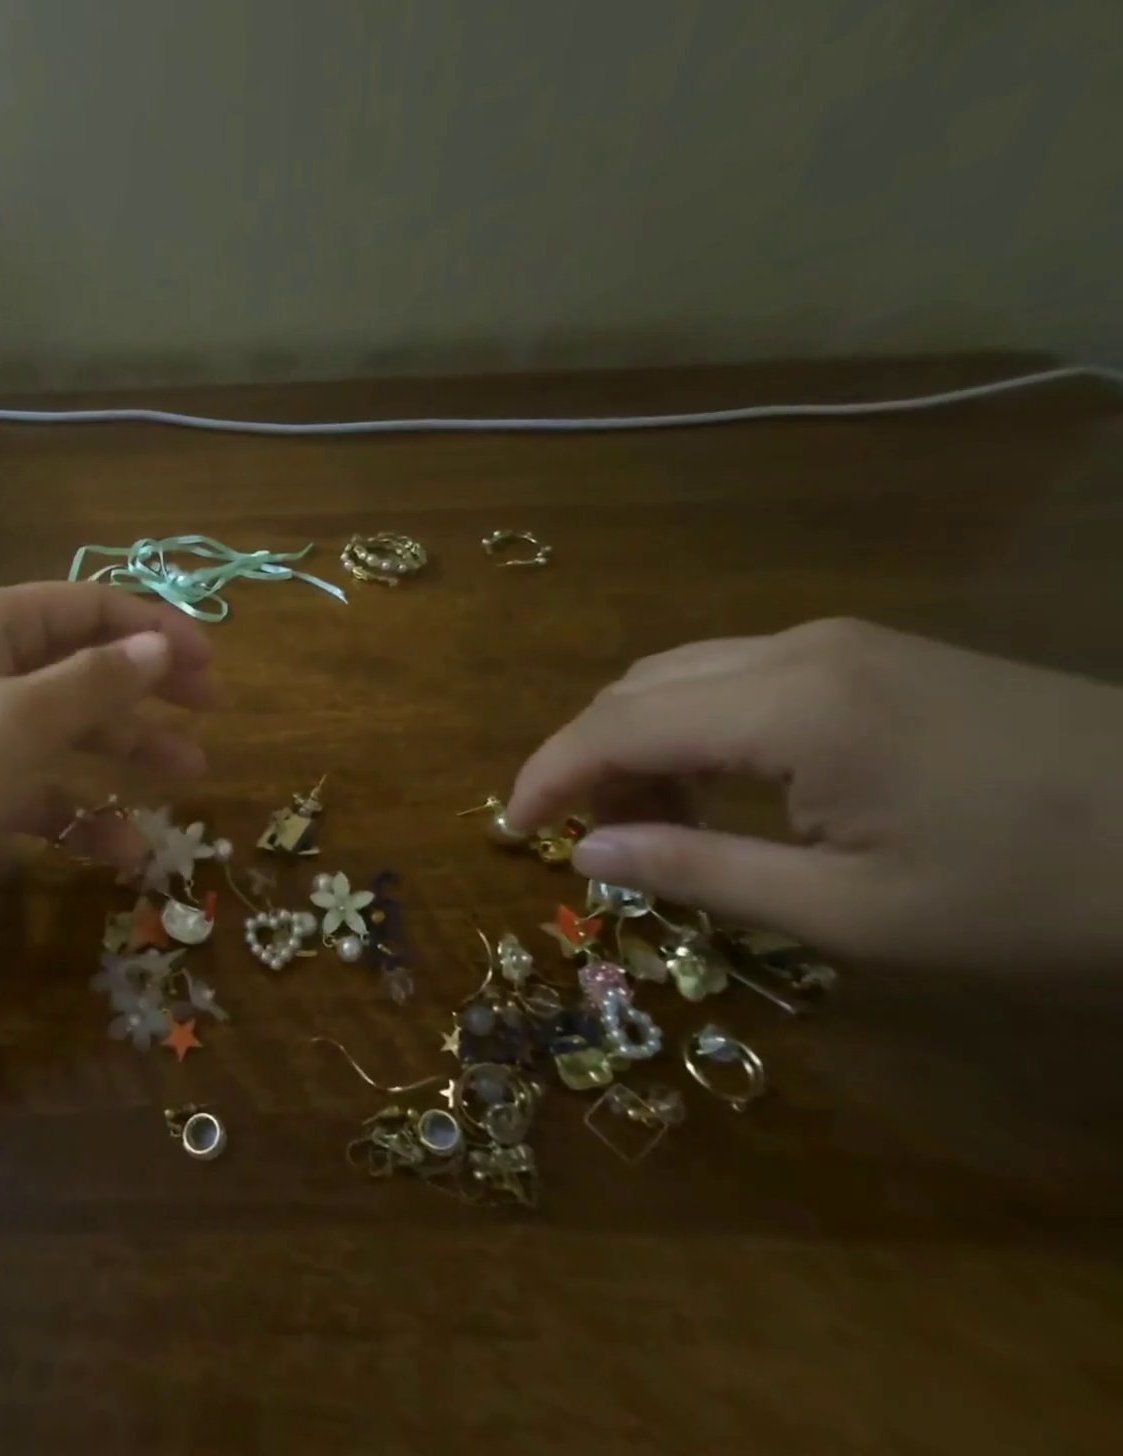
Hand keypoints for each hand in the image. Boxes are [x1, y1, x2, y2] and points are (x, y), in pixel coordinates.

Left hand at [0, 583, 214, 944]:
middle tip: (210, 713)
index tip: (210, 664)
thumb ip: (95, 684)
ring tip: (188, 778)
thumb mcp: (17, 719)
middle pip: (87, 669)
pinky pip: (44, 795)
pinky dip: (83, 817)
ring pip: (72, 735)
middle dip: (150, 690)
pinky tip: (124, 850)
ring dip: (128, 754)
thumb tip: (160, 646)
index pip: (89, 609)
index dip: (155, 629)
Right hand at [506, 619, 1122, 969]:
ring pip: (669, 678)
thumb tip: (583, 853)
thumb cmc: (1046, 891)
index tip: (510, 827)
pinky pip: (722, 677)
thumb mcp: (852, 912)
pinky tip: (711, 781)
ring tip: (652, 818)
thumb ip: (696, 872)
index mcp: (787, 707)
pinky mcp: (856, 652)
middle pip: (630, 693)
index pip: (614, 728)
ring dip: (632, 744)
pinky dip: (682, 728)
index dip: (547, 775)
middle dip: (586, 763)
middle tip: (591, 838)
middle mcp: (790, 650)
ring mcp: (827, 642)